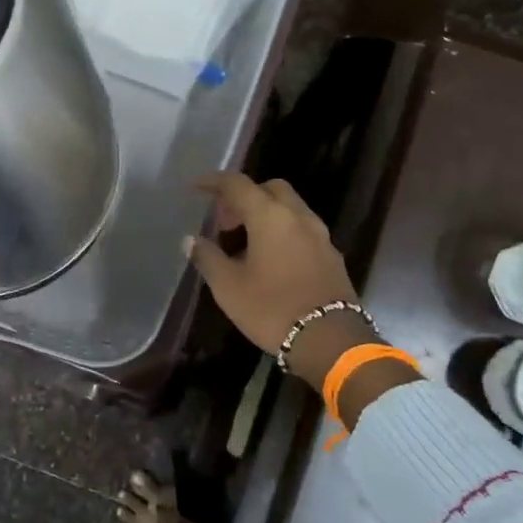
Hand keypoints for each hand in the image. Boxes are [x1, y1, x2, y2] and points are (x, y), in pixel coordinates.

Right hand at [186, 173, 375, 387]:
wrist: (330, 340)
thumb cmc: (272, 308)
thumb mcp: (228, 286)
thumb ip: (208, 257)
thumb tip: (191, 240)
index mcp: (270, 216)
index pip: (238, 184)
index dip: (214, 182)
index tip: (196, 186)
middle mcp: (298, 217)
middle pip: (270, 189)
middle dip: (245, 196)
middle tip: (225, 221)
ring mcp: (320, 236)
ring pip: (289, 209)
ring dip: (265, 215)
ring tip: (243, 242)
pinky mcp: (331, 256)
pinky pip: (301, 230)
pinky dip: (282, 232)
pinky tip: (269, 259)